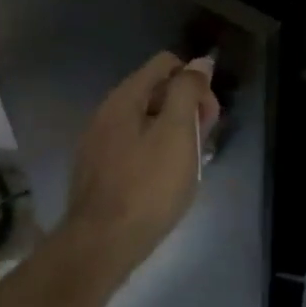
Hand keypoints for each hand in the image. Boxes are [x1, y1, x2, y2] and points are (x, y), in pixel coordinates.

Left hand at [67, 52, 218, 250]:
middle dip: (186, 109)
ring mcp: (99, 141)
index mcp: (125, 96)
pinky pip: (133, 145)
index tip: (207, 116)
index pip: (166, 63)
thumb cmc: (147, 186)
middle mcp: (107, 111)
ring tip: (188, 166)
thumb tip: (199, 62)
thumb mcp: (177, 133)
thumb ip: (188, 91)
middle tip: (202, 145)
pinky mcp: (98, 169)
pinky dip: (154, 152)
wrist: (102, 244)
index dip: (195, 82)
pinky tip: (164, 180)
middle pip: (156, 91)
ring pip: (146, 121)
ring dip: (173, 133)